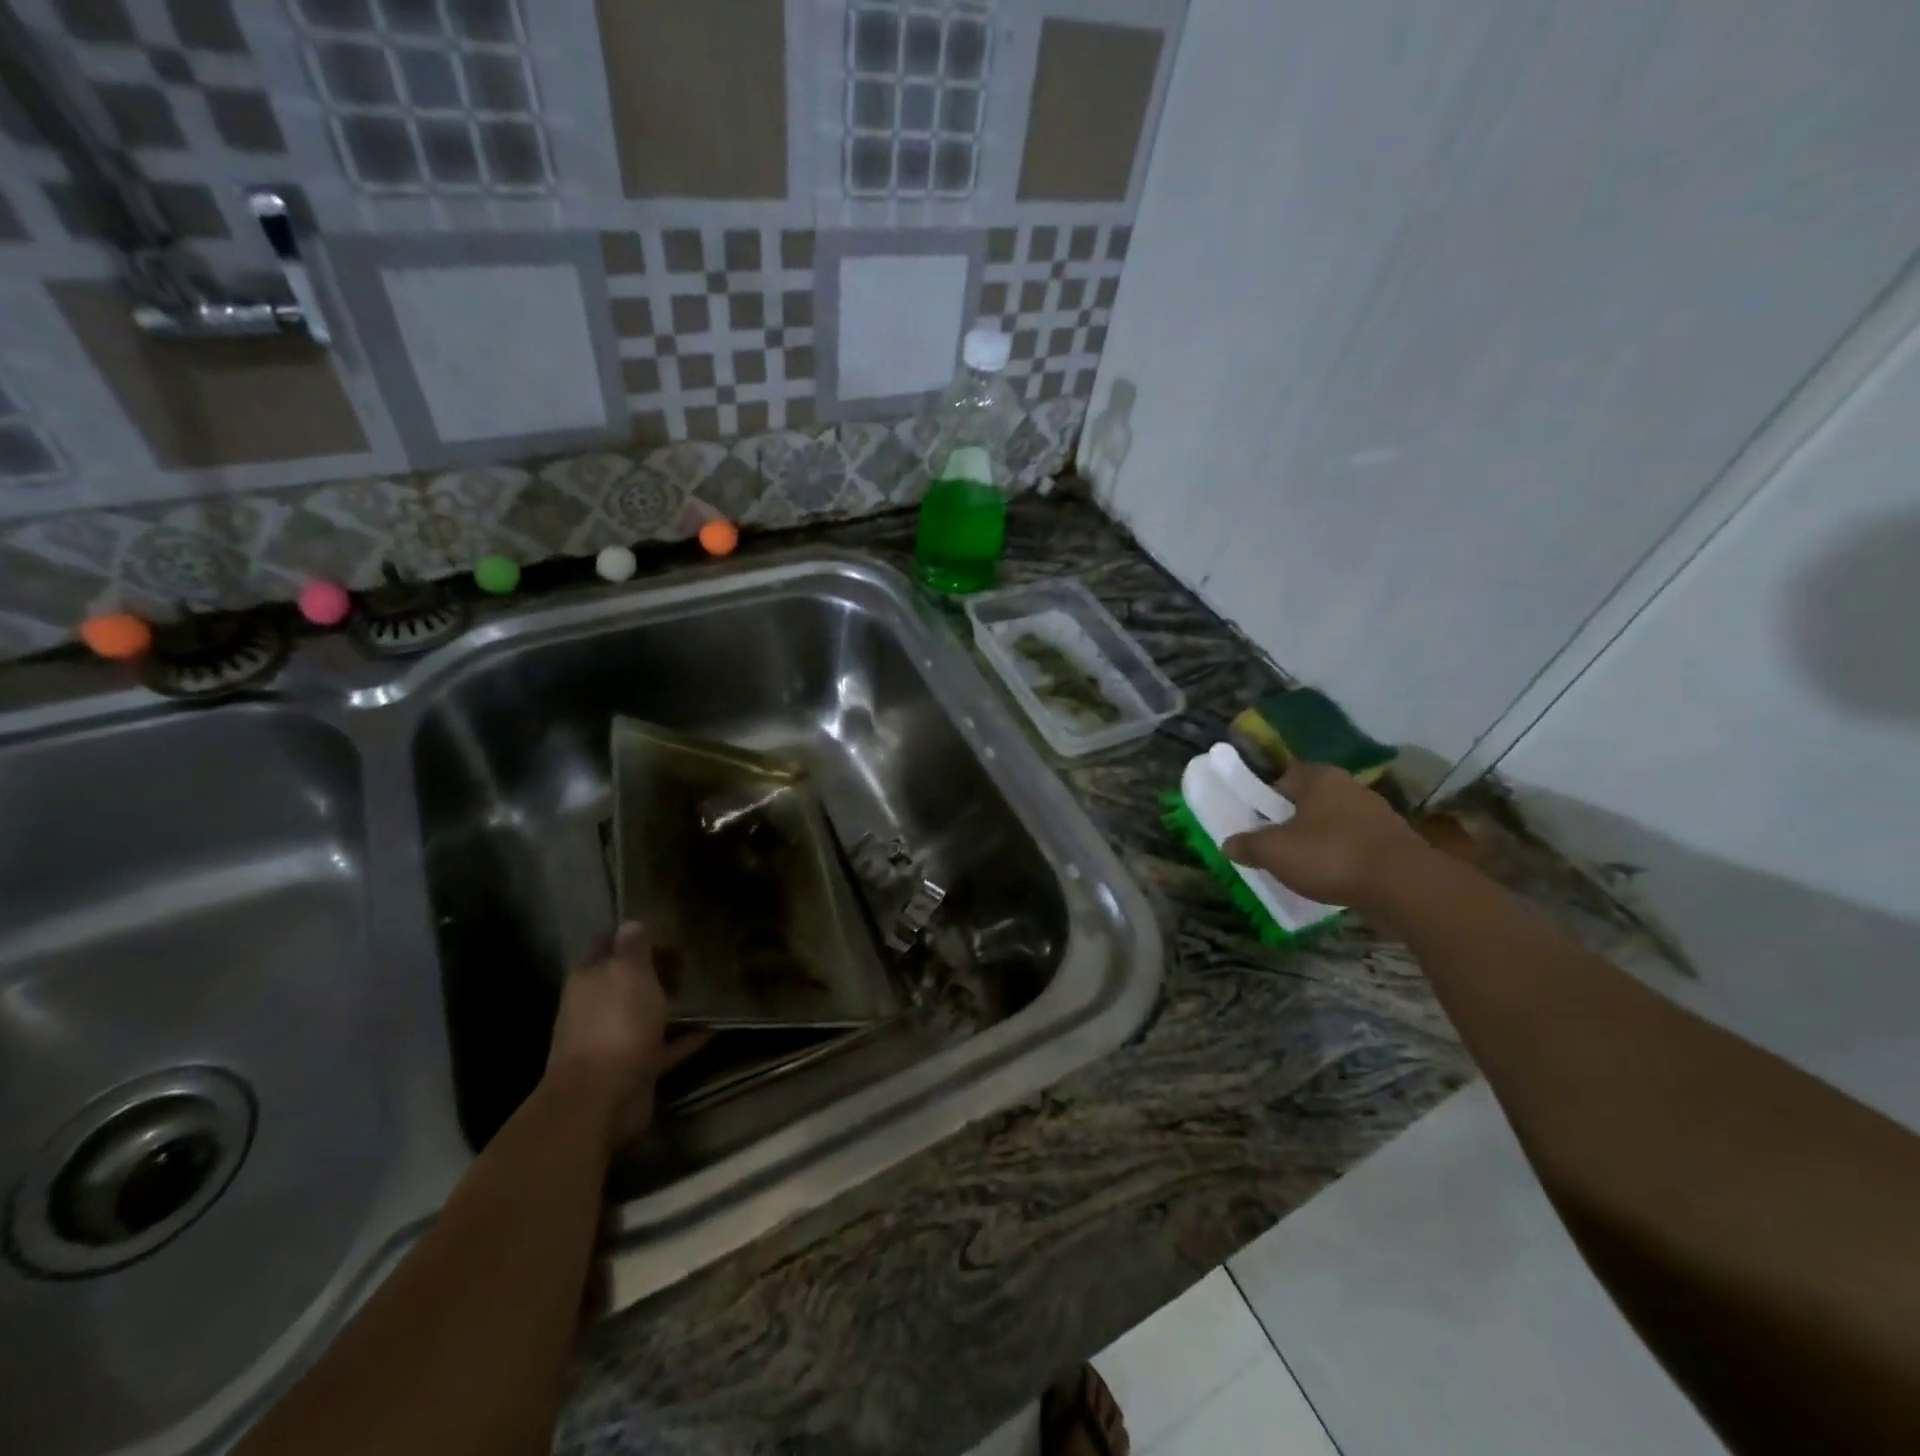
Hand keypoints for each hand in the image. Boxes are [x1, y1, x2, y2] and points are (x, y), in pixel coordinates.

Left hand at [545, 923, 707, 1146]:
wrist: (602, 1097)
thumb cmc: (615, 1023)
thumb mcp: (629, 973)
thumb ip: (632, 948)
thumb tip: (631, 923)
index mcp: (588, 980)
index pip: (604, 945)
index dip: (627, 933)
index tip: (658, 924)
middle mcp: (595, 1008)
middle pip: (623, 982)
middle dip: (650, 971)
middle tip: (688, 956)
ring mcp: (612, 1041)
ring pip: (642, 1015)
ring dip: (666, 1006)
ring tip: (703, 991)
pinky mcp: (634, 1068)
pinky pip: (663, 1047)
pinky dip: (683, 1039)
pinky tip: (712, 1030)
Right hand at [1222, 762, 1429, 911]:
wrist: (1404, 886)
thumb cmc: (1330, 855)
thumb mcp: (1274, 852)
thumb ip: (1248, 845)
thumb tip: (1228, 844)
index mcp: (1318, 778)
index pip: (1283, 777)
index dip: (1265, 798)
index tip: (1255, 822)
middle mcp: (1349, 786)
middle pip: (1309, 800)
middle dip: (1291, 820)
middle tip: (1273, 845)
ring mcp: (1376, 814)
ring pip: (1334, 823)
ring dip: (1318, 840)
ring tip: (1301, 866)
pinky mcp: (1394, 842)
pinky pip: (1355, 844)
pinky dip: (1342, 857)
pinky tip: (1332, 878)